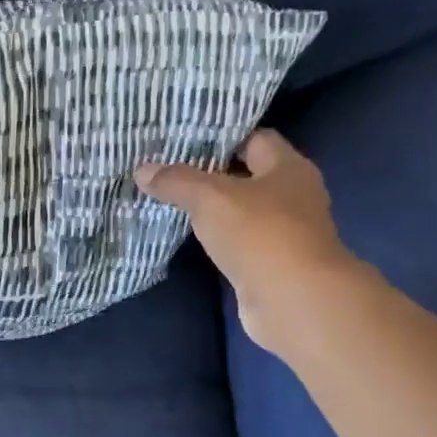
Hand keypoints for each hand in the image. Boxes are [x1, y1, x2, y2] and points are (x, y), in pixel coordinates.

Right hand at [135, 130, 359, 353]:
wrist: (293, 300)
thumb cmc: (260, 234)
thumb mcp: (210, 198)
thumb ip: (177, 181)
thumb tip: (142, 169)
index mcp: (289, 168)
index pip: (255, 138)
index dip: (222, 137)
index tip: (185, 139)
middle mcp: (293, 196)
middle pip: (248, 175)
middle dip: (212, 173)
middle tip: (170, 168)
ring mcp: (285, 232)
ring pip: (242, 210)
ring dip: (213, 209)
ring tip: (171, 199)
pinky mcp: (272, 263)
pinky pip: (239, 241)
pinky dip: (217, 238)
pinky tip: (190, 236)